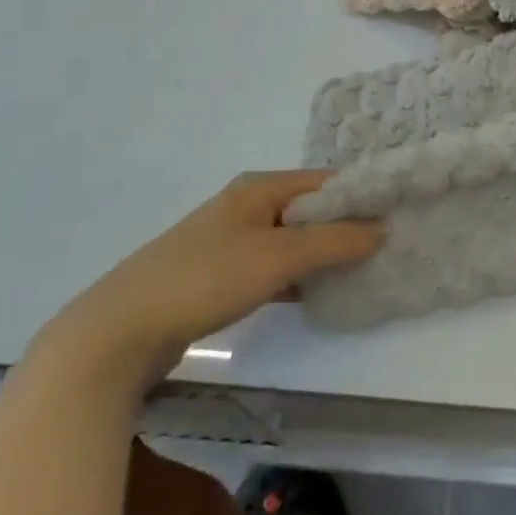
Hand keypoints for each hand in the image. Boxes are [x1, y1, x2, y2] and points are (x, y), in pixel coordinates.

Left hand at [38, 171, 381, 391]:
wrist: (118, 332)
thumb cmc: (205, 278)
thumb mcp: (279, 257)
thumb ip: (334, 241)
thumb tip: (382, 228)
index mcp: (259, 188)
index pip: (326, 182)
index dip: (362, 195)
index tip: (397, 215)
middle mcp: (246, 206)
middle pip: (310, 210)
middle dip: (347, 227)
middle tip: (387, 247)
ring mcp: (230, 241)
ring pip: (292, 240)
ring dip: (323, 254)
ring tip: (363, 270)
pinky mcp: (219, 275)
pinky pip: (273, 267)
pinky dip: (297, 276)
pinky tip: (318, 295)